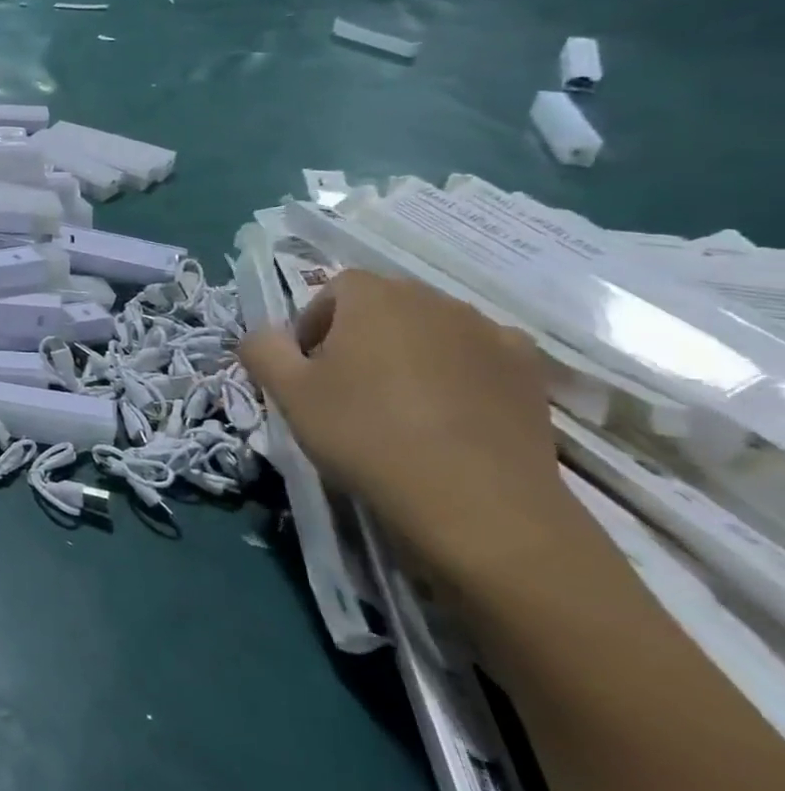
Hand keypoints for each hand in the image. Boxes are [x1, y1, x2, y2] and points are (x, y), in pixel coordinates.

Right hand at [239, 270, 580, 590]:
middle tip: (346, 388)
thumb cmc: (365, 434)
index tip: (308, 370)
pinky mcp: (529, 372)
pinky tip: (450, 415)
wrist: (476, 502)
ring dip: (410, 353)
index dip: (313, 324)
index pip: (334, 289)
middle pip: (385, 305)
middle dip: (360, 336)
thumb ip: (262, 350)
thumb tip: (261, 336)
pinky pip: (479, 357)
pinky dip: (459, 374)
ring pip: (432, 330)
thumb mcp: (288, 393)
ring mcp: (490, 332)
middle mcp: (435, 299)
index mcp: (374, 296)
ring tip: (400, 406)